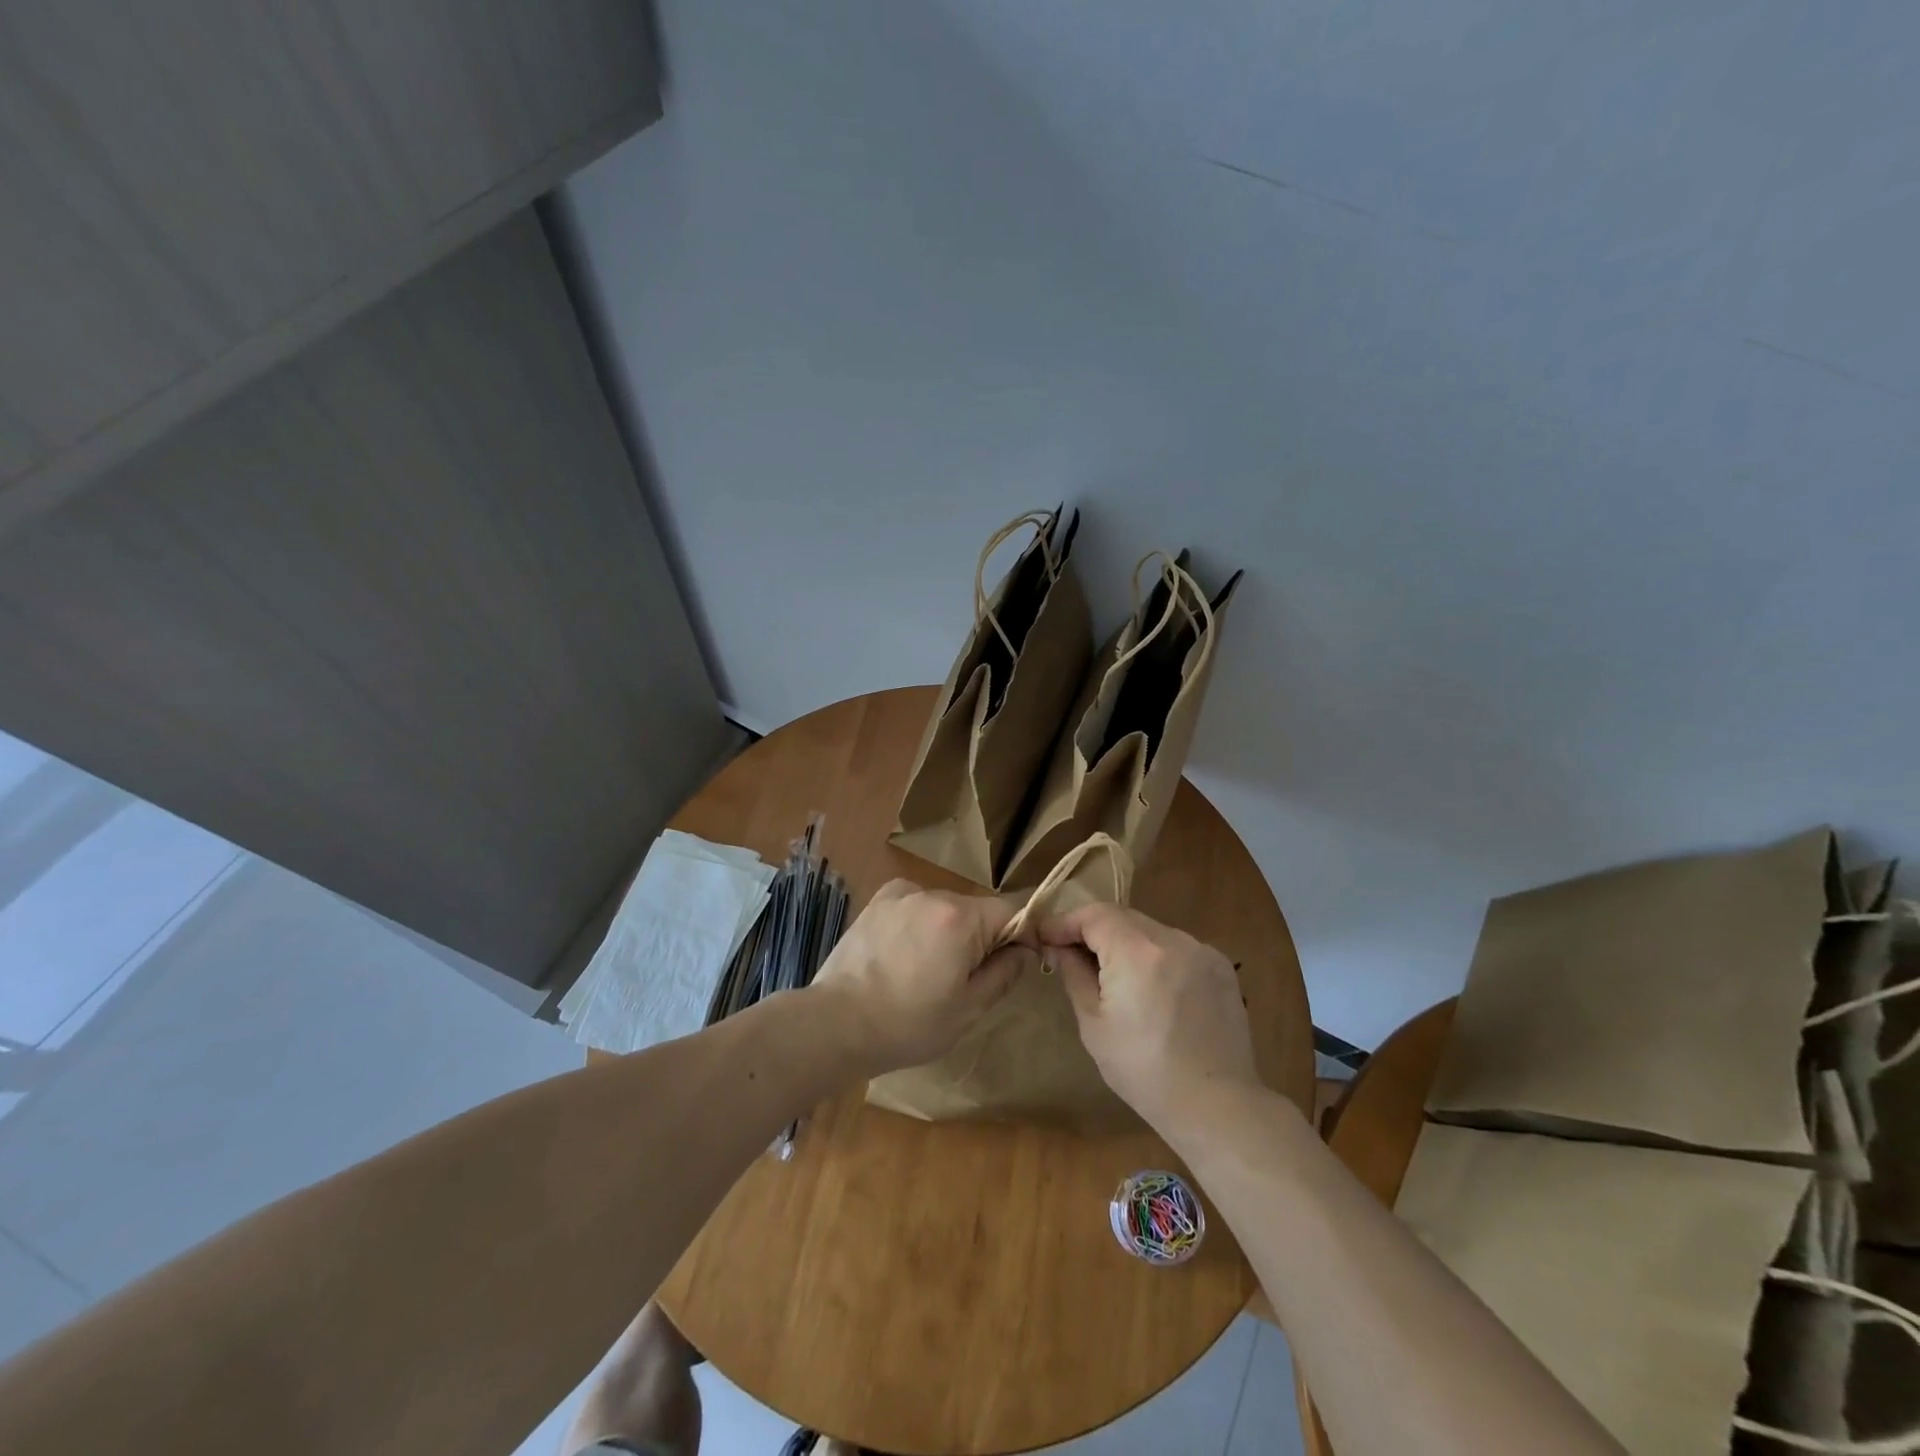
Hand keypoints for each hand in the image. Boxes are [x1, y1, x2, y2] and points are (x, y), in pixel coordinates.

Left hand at [810, 879, 1029, 1074]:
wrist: (836, 1023)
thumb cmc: (908, 1024)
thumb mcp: (968, 1009)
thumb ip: (1004, 973)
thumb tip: (1022, 950)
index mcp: (960, 917)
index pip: (1012, 910)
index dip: (1024, 933)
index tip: (1019, 961)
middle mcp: (932, 893)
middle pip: (976, 910)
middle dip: (982, 937)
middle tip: (967, 980)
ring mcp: (901, 894)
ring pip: (944, 908)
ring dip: (948, 932)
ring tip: (927, 973)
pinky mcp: (877, 902)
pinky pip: (915, 906)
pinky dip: (919, 924)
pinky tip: (904, 955)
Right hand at [1039, 903, 1259, 1130]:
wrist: (1216, 1105)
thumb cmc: (1143, 1070)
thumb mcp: (1094, 1023)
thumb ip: (1074, 974)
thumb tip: (1058, 948)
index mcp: (1137, 951)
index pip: (1093, 914)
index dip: (1065, 922)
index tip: (1044, 937)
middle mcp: (1172, 938)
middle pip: (1122, 917)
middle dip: (1093, 930)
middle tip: (1070, 953)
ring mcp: (1201, 950)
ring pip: (1150, 931)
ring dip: (1125, 942)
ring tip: (1112, 975)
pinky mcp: (1220, 967)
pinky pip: (1177, 948)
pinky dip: (1156, 957)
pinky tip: (1151, 988)